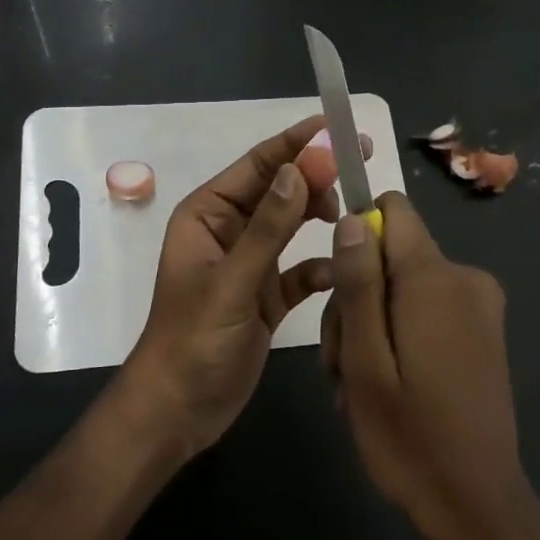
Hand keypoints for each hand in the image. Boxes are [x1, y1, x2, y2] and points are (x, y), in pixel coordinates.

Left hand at [117, 116, 337, 458]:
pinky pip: (300, 269)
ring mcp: (250, 263)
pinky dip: (319, 267)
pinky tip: (337, 274)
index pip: (258, 166)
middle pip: (280, 190)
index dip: (296, 144)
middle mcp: (230, 230)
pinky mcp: (267, 295)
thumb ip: (268, 228)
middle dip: (316, 176)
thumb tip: (299, 169)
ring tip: (351, 216)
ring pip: (292, 225)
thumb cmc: (193, 341)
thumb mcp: (232, 282)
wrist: (178, 411)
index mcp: (208, 214)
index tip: (338, 129)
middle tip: (361, 165)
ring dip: (320, 216)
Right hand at [321, 193, 539, 539]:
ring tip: (359, 386)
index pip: (392, 210)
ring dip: (373, 326)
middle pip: (390, 255)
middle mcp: (465, 278)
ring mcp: (480, 305)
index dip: (357, 235)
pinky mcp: (484, 330)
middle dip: (357, 299)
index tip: (339, 284)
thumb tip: (352, 219)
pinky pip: (427, 308)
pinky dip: (400, 336)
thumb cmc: (409, 437)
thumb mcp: (365, 360)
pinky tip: (387, 386)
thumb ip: (358, 284)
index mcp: (435, 278)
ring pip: (403, 286)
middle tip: (341, 364)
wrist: (477, 506)